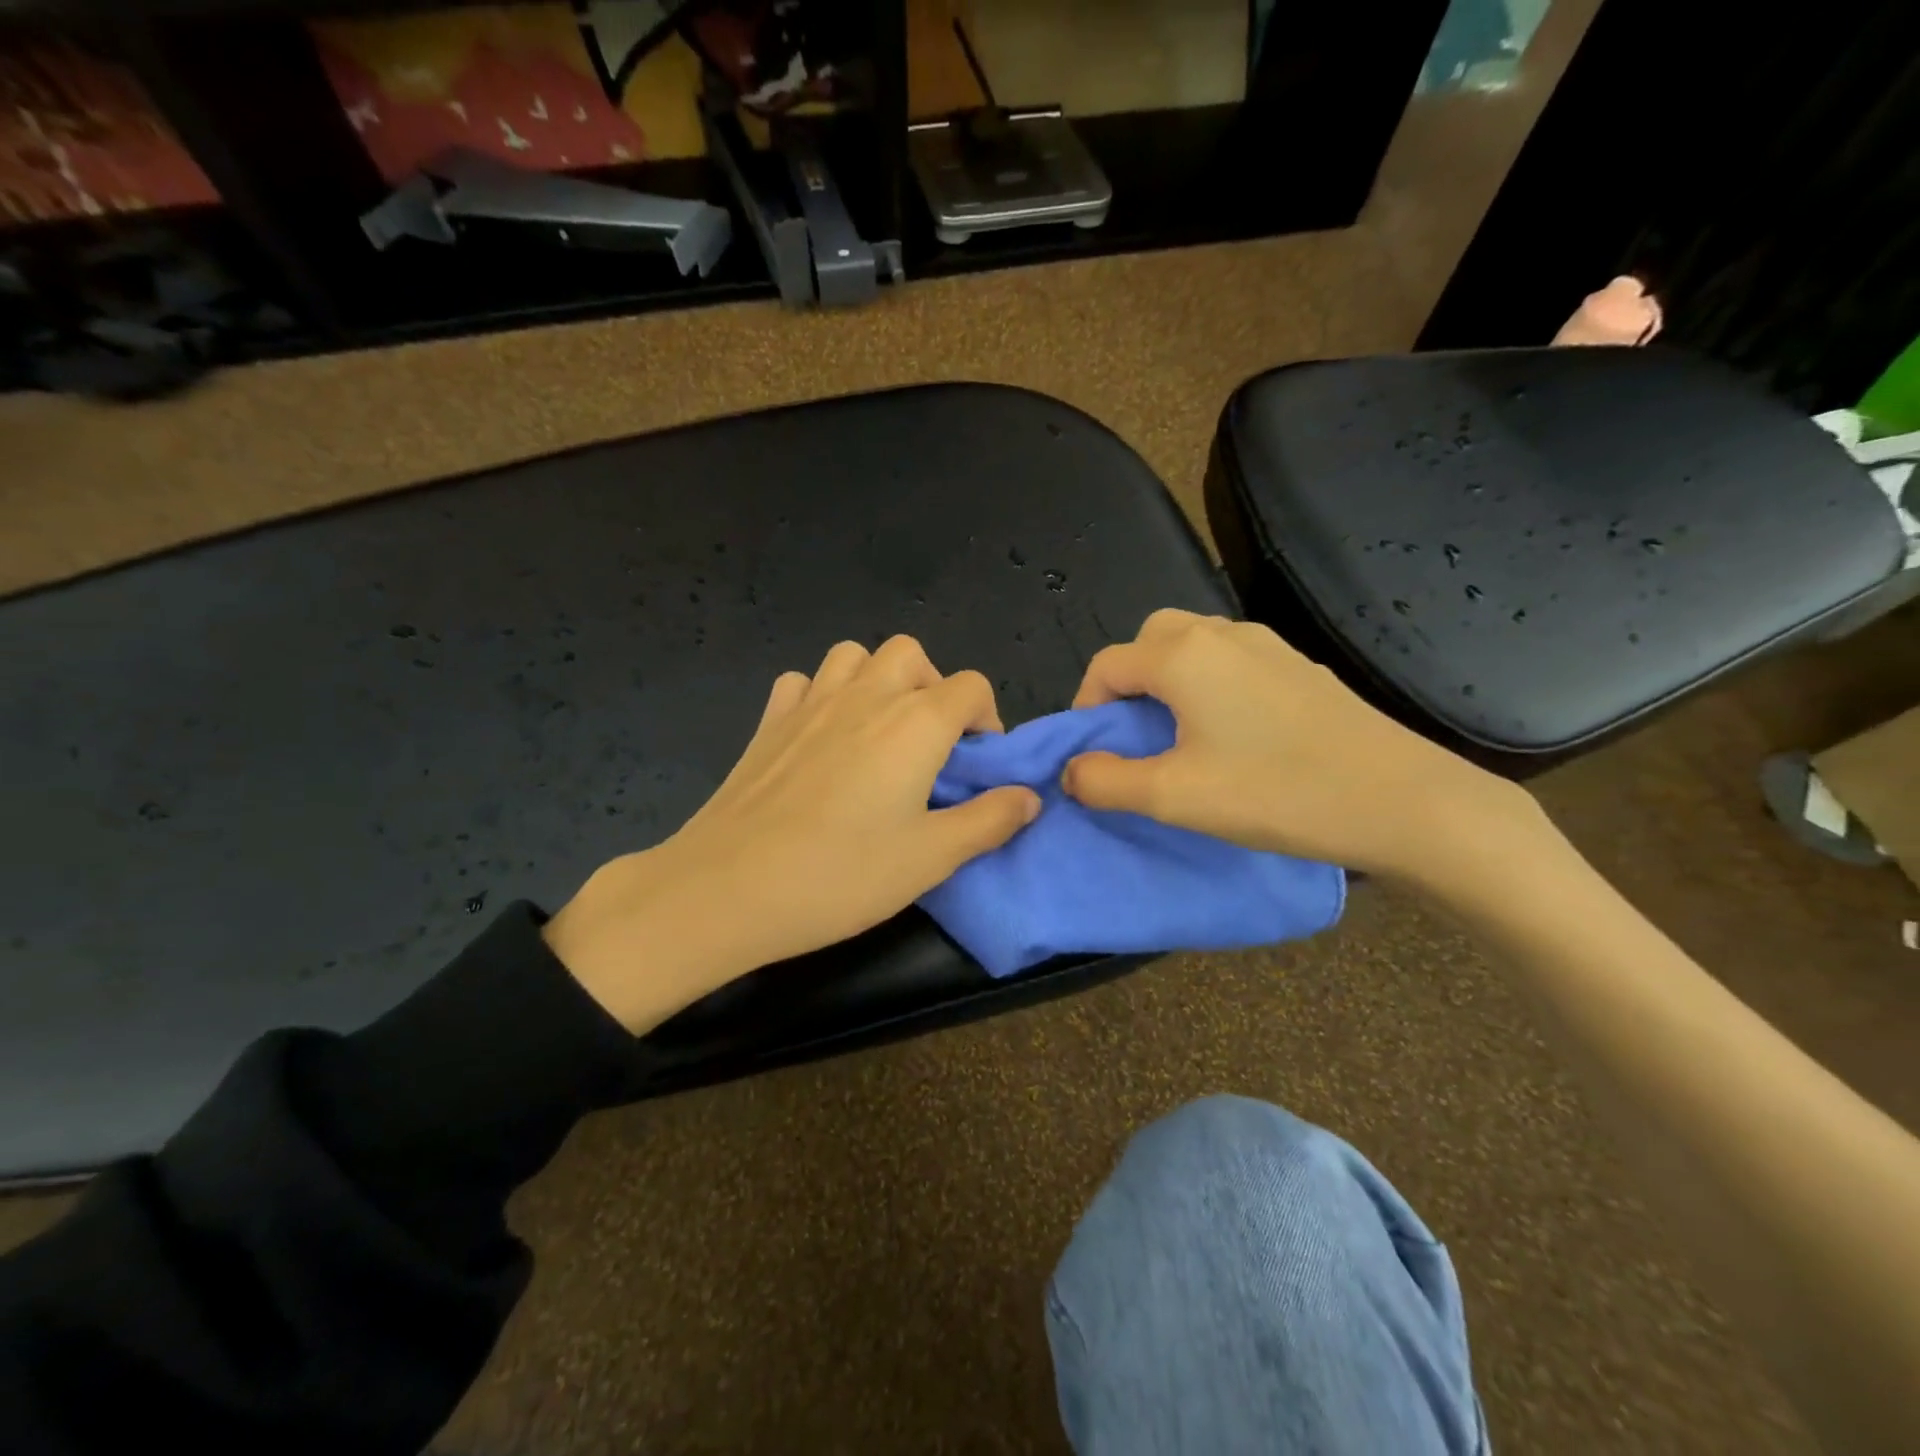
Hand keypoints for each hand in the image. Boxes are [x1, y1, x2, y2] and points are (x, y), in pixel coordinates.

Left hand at [544, 635, 1040, 1031]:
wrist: (727, 888)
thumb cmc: (840, 875)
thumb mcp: (931, 858)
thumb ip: (989, 821)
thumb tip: (1028, 796)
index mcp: (914, 723)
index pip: (971, 687)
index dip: (987, 721)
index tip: (977, 767)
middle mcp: (865, 695)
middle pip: (912, 655)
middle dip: (934, 688)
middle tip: (931, 745)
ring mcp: (810, 702)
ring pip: (855, 656)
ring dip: (878, 681)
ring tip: (879, 733)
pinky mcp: (768, 721)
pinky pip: (803, 683)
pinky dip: (821, 696)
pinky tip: (821, 737)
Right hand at [1062, 609, 1541, 881]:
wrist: (1401, 800)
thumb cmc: (1275, 793)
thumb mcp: (1174, 797)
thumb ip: (1106, 782)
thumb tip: (1072, 772)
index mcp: (1182, 656)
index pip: (1106, 665)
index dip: (1086, 708)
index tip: (1095, 754)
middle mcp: (1221, 634)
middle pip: (1149, 640)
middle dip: (1127, 683)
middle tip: (1135, 735)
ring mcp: (1268, 645)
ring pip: (1193, 644)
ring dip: (1168, 680)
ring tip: (1179, 736)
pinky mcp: (1300, 666)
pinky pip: (1233, 660)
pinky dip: (1210, 683)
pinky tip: (1233, 734)